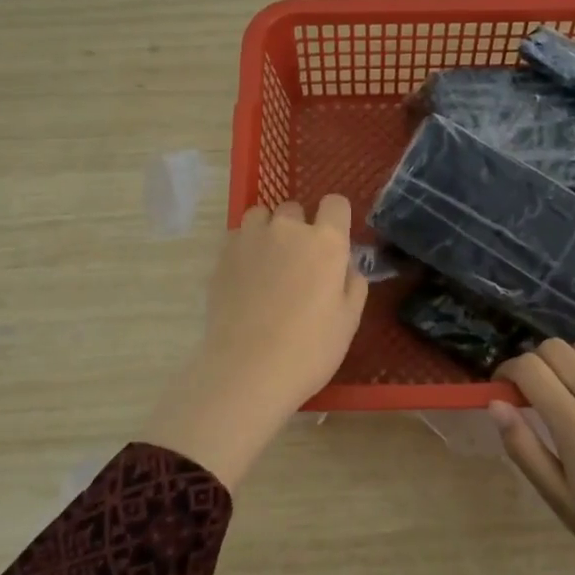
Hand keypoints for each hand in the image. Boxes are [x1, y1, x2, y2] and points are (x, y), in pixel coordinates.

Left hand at [146, 196, 367, 487]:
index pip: (335, 204)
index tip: (333, 241)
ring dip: (268, 231)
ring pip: (261, 216)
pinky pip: (238, 237)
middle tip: (299, 263)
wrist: (248, 370)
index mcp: (325, 242)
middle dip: (299, 228)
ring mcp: (250, 239)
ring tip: (268, 263)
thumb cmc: (310, 349)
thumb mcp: (349, 320)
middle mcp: (287, 229)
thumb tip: (345, 266)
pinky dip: (244, 248)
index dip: (336, 219)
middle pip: (295, 209)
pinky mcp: (222, 255)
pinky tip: (245, 277)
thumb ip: (352, 282)